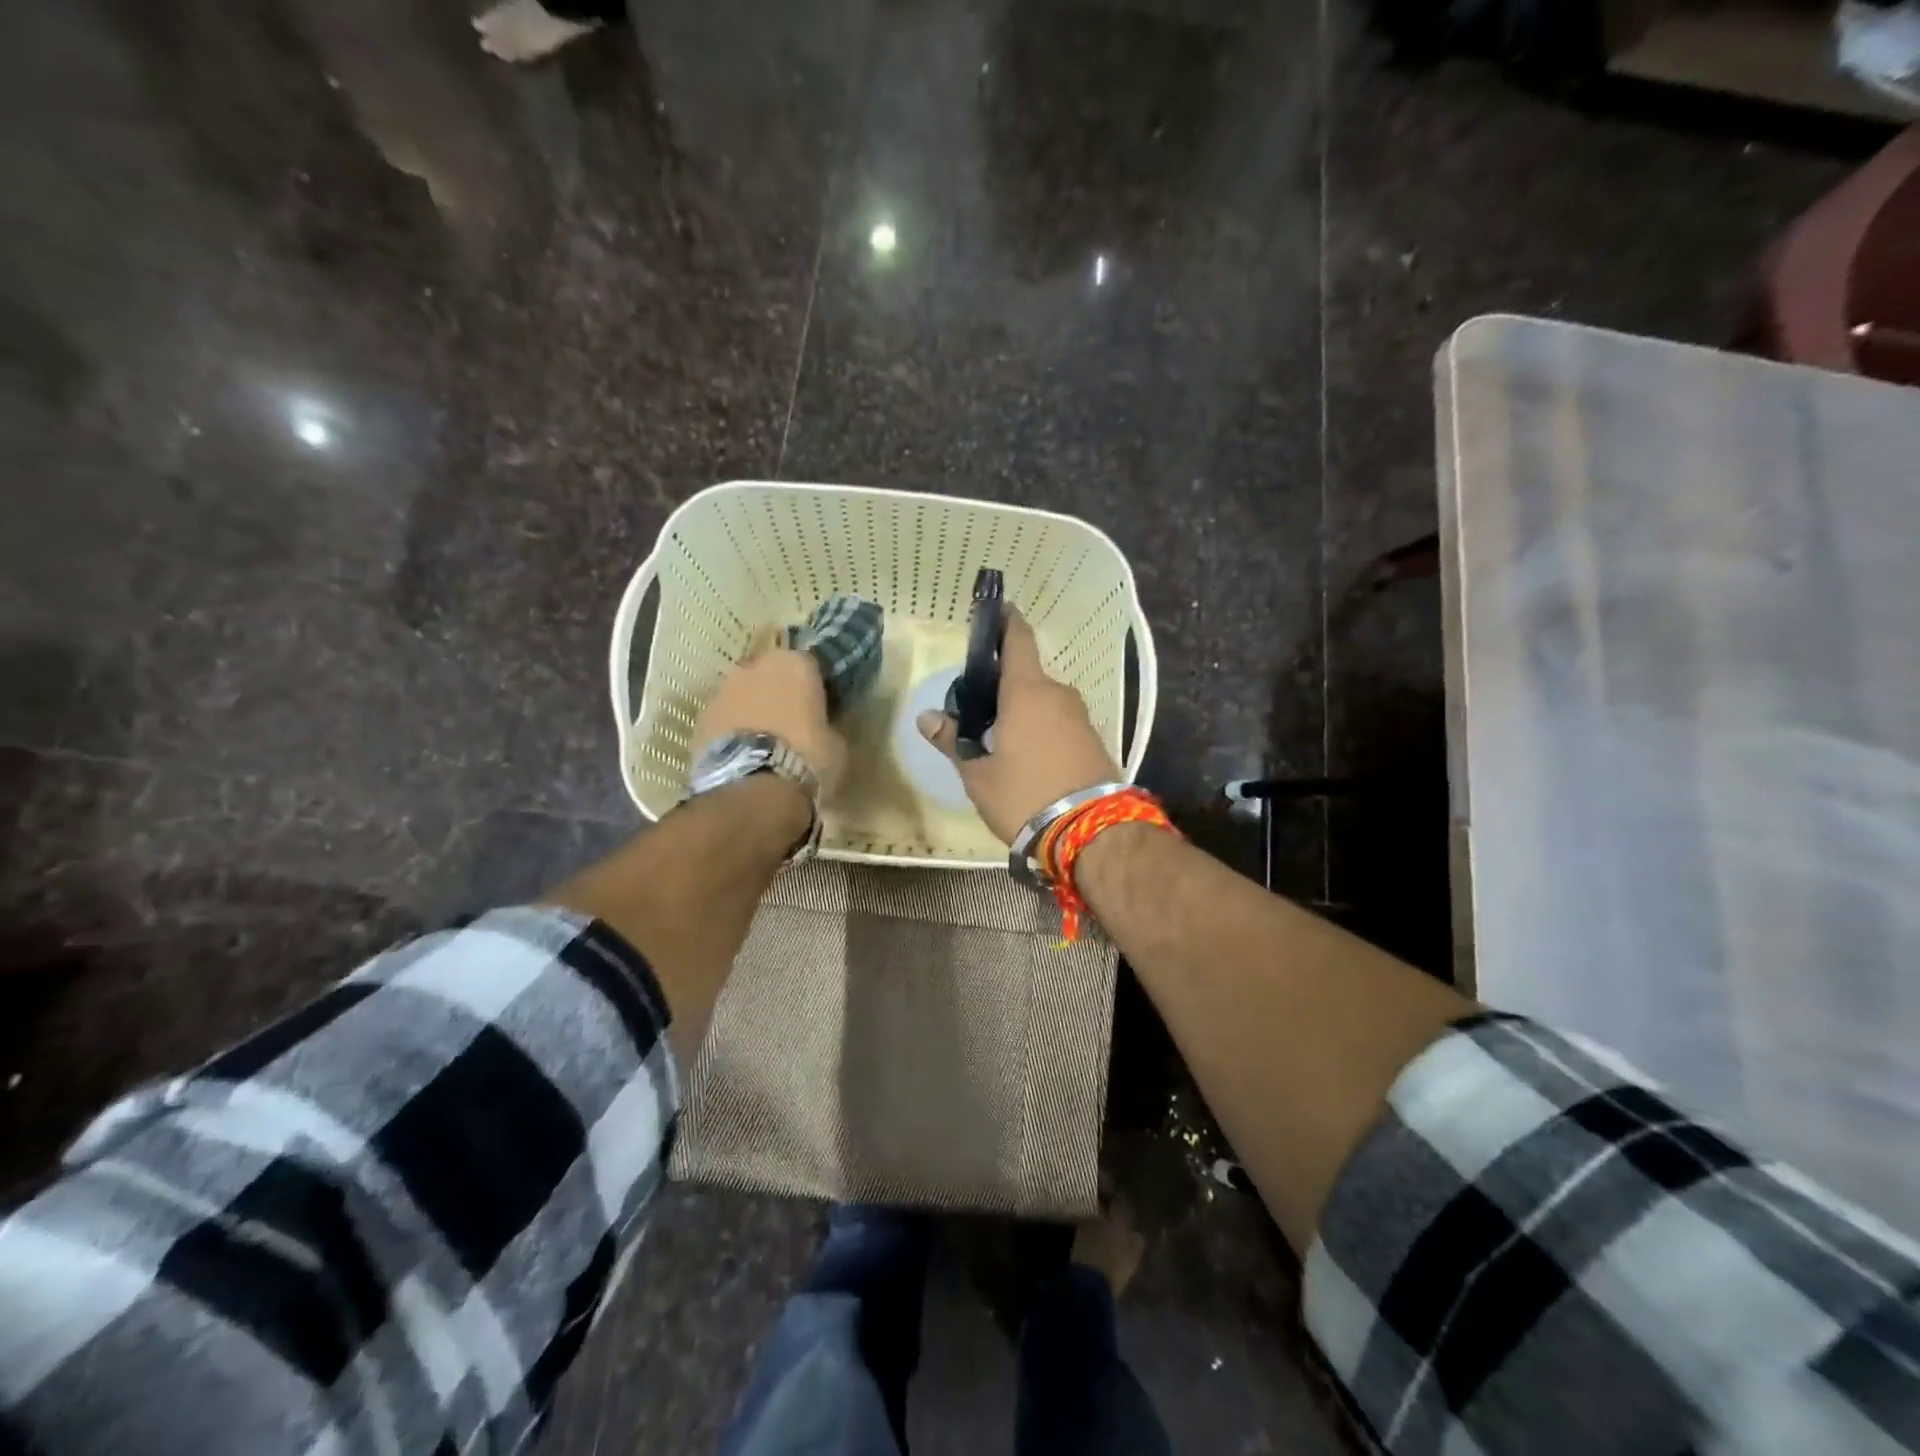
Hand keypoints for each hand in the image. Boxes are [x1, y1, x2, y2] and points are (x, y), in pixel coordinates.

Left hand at [695, 648, 847, 796]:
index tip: (820, 707)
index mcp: (795, 664)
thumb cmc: (806, 758)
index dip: (815, 687)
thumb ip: (828, 725)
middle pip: (771, 674)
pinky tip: (741, 756)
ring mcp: (722, 689)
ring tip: (762, 743)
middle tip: (790, 723)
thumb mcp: (836, 744)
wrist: (752, 787)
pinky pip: (723, 718)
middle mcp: (755, 666)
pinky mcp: (700, 717)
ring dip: (752, 710)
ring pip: (743, 694)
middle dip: (779, 693)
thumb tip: (822, 728)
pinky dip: (731, 730)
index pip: (811, 665)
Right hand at [917, 611, 1119, 842]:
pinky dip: (1041, 728)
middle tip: (976, 710)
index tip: (994, 610)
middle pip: (1026, 677)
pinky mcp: (1094, 740)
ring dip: (1022, 711)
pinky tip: (1027, 756)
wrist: (1092, 834)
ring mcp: (1081, 717)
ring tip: (997, 740)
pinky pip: (1059, 722)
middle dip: (1002, 686)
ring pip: (1043, 702)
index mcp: (1026, 691)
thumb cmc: (1024, 796)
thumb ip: (952, 742)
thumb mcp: (978, 775)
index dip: (1005, 621)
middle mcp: (1058, 694)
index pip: (1018, 639)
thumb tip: (927, 718)